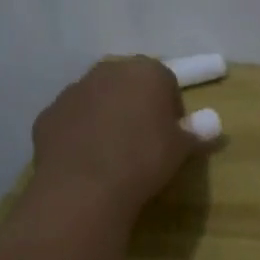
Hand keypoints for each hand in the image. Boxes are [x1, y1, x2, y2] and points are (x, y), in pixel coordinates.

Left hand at [27, 57, 201, 218]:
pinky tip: (87, 161)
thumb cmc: (144, 159)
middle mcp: (108, 72)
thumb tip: (212, 124)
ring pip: (98, 99)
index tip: (171, 133)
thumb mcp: (182, 148)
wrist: (84, 189)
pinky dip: (80, 133)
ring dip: (107, 116)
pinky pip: (73, 120)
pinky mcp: (48, 115)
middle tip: (145, 140)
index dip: (171, 108)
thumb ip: (197, 131)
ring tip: (114, 153)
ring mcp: (73, 91)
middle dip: (137, 104)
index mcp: (146, 71)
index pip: (166, 81)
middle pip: (129, 84)